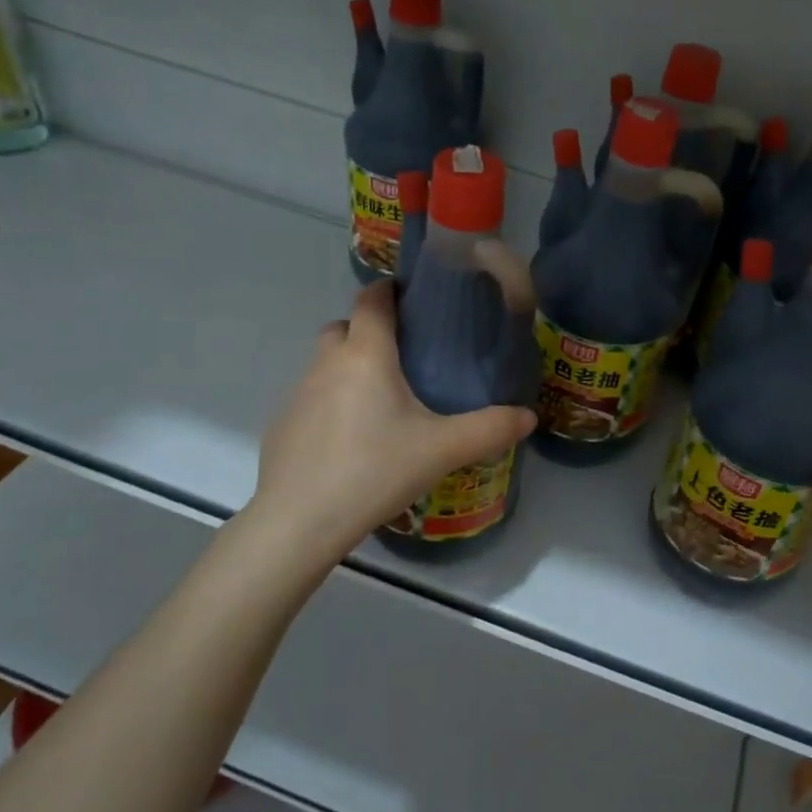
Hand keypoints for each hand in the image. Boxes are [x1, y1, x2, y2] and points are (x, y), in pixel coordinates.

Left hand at [250, 282, 535, 561]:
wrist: (300, 521)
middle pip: (344, 327)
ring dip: (349, 368)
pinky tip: (352, 440)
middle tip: (404, 356)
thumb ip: (489, 429)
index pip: (371, 299)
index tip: (413, 299)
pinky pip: (312, 398)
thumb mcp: (442, 451)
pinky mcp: (282, 425)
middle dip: (369, 330)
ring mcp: (298, 394)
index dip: (389, 290)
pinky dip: (331, 403)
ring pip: (325, 364)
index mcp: (365, 355)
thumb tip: (528, 416)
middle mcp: (326, 364)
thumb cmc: (375, 471)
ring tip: (382, 401)